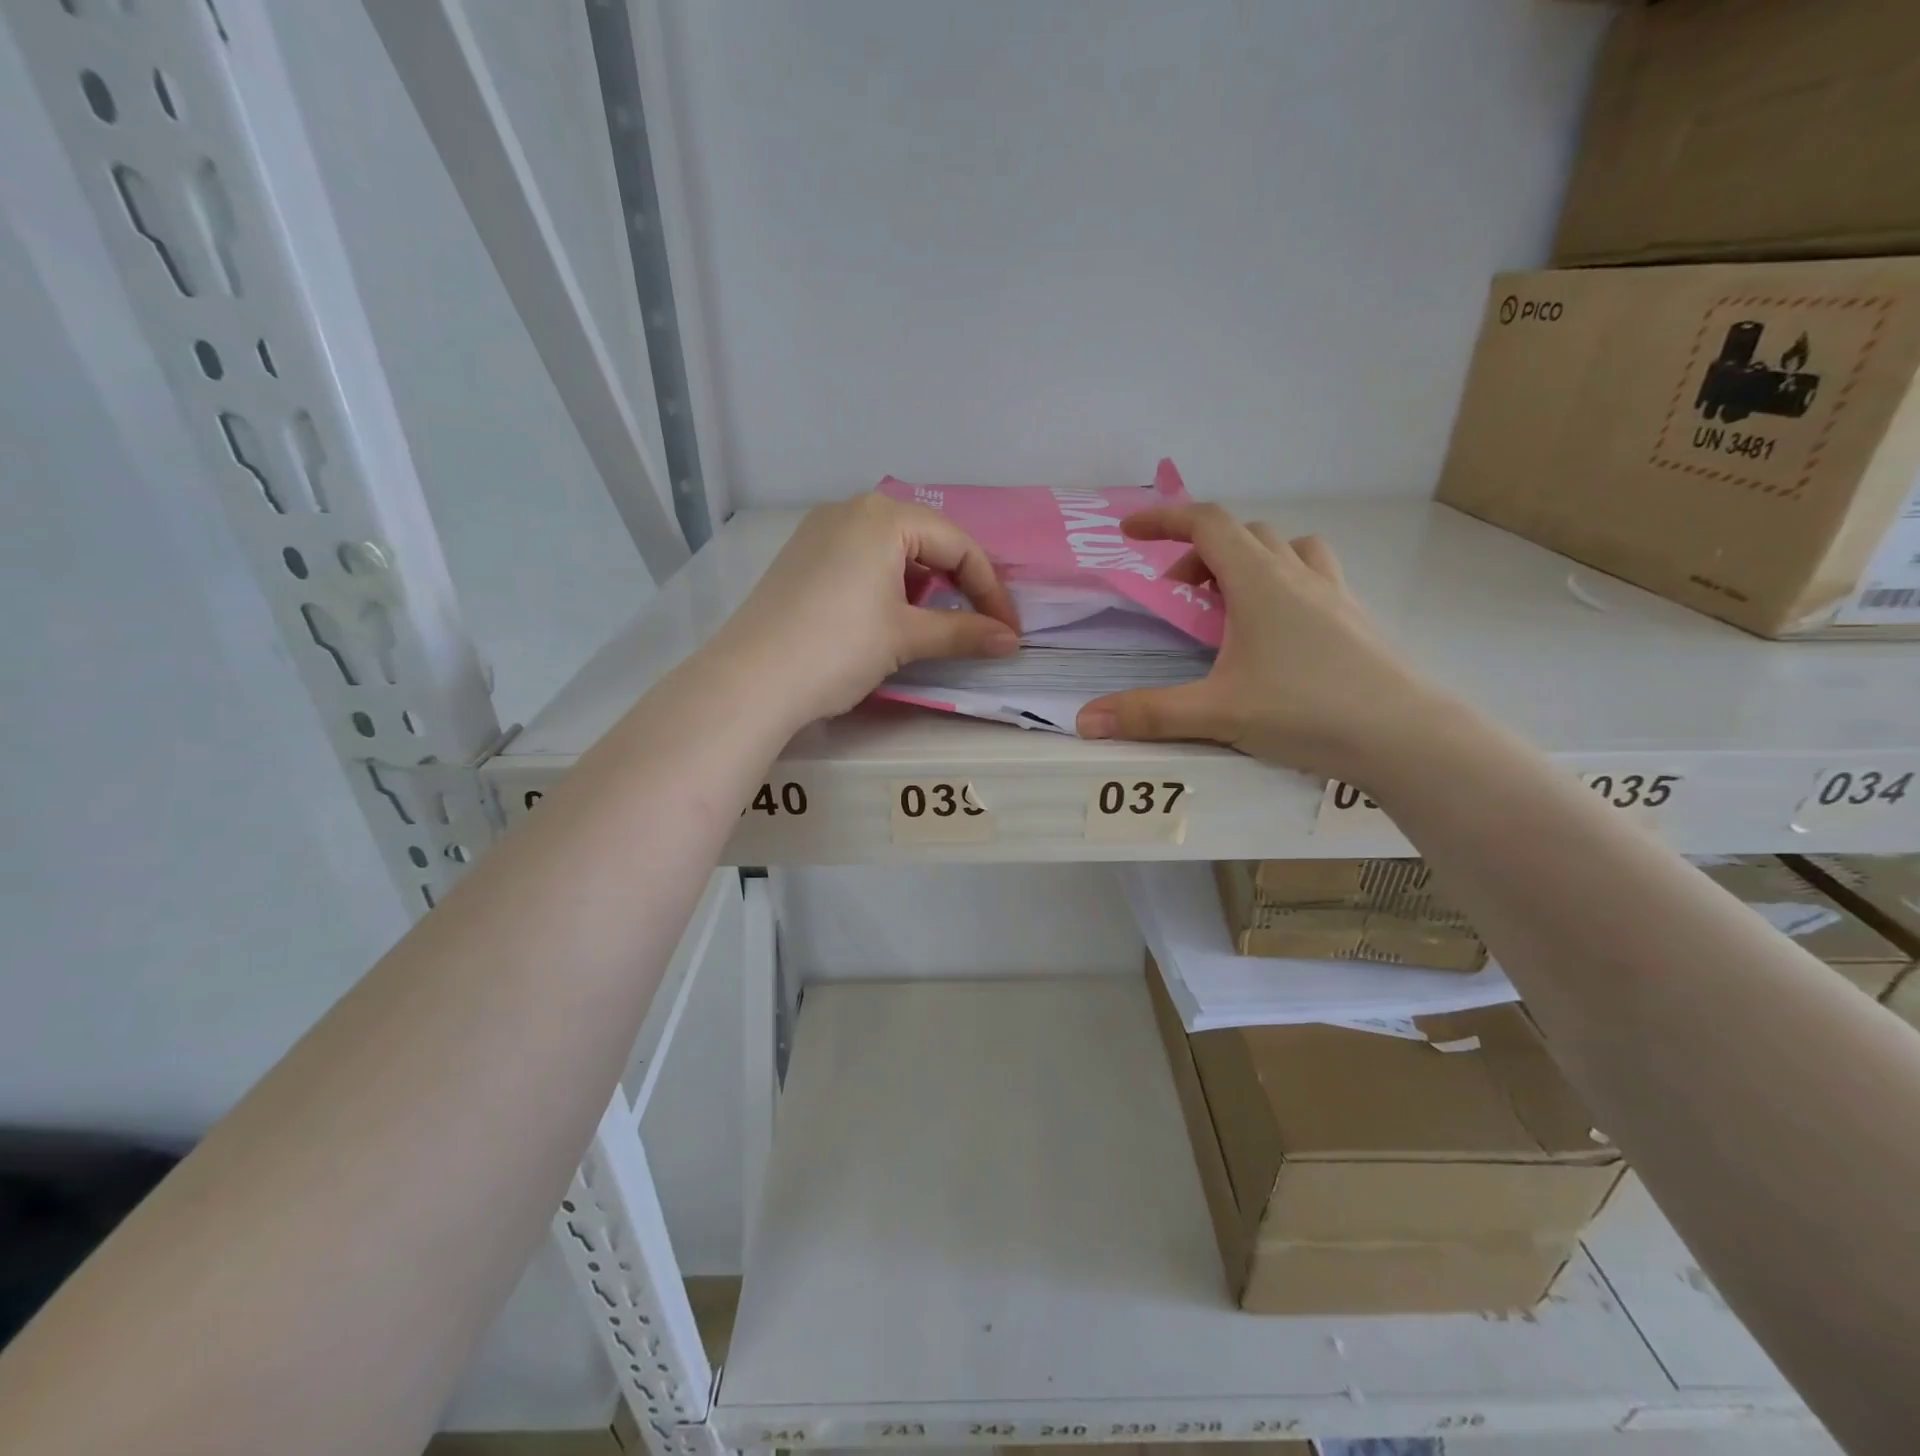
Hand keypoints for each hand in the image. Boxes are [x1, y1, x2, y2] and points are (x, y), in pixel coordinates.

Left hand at [711, 492, 1020, 726]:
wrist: (751, 680)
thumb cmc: (838, 648)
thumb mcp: (906, 638)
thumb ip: (964, 633)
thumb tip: (1011, 641)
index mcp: (883, 516)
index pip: (958, 545)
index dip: (991, 590)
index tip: (1008, 630)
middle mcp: (850, 510)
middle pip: (925, 540)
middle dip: (958, 583)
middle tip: (977, 623)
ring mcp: (818, 532)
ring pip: (891, 550)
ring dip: (922, 585)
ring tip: (932, 623)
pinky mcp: (800, 558)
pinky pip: (860, 559)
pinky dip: (886, 585)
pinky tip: (885, 616)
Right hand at [1074, 503, 1438, 779]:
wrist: (1404, 735)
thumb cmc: (1305, 711)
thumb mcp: (1216, 713)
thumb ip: (1148, 714)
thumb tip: (1084, 721)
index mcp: (1259, 581)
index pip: (1206, 523)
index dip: (1163, 518)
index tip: (1130, 531)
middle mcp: (1297, 574)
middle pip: (1243, 534)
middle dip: (1200, 552)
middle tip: (1178, 596)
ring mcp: (1333, 593)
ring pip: (1286, 549)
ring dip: (1249, 561)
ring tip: (1230, 605)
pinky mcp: (1354, 619)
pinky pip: (1313, 577)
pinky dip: (1284, 584)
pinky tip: (1277, 633)